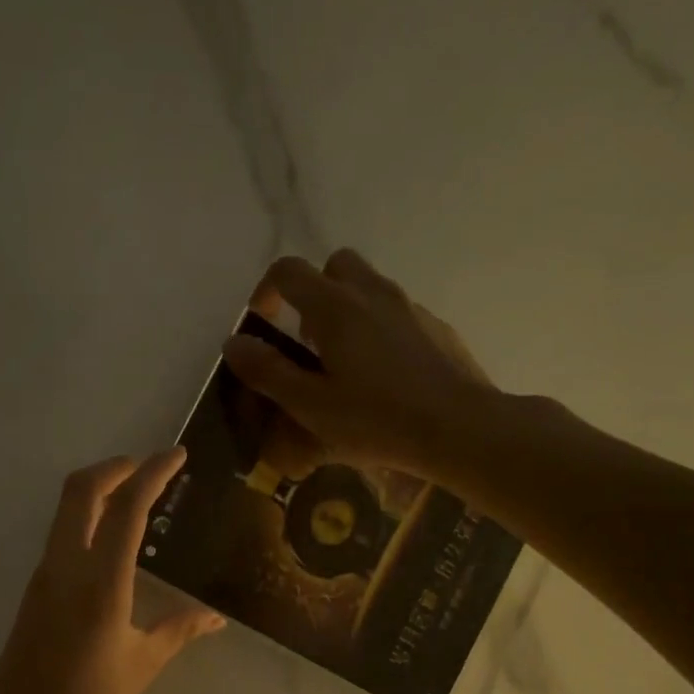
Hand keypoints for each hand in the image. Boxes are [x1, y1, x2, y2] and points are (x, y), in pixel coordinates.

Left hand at [0, 449, 223, 693]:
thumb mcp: (141, 665)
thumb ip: (179, 630)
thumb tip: (215, 618)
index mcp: (101, 581)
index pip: (127, 508)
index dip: (152, 474)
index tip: (175, 456)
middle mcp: (66, 565)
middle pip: (83, 490)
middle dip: (116, 466)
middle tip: (149, 467)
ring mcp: (44, 574)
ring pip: (66, 508)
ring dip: (99, 489)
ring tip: (136, 495)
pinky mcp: (35, 588)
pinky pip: (62, 532)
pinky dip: (88, 516)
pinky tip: (112, 538)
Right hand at [223, 249, 496, 479]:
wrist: (458, 428)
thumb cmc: (376, 420)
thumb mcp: (310, 404)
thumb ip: (267, 371)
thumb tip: (234, 343)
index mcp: (334, 308)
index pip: (288, 271)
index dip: (266, 291)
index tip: (262, 323)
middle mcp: (372, 293)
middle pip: (334, 266)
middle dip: (313, 292)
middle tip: (308, 339)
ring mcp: (409, 307)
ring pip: (368, 288)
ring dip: (346, 310)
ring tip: (343, 363)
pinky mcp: (435, 327)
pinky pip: (395, 313)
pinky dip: (378, 329)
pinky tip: (383, 376)